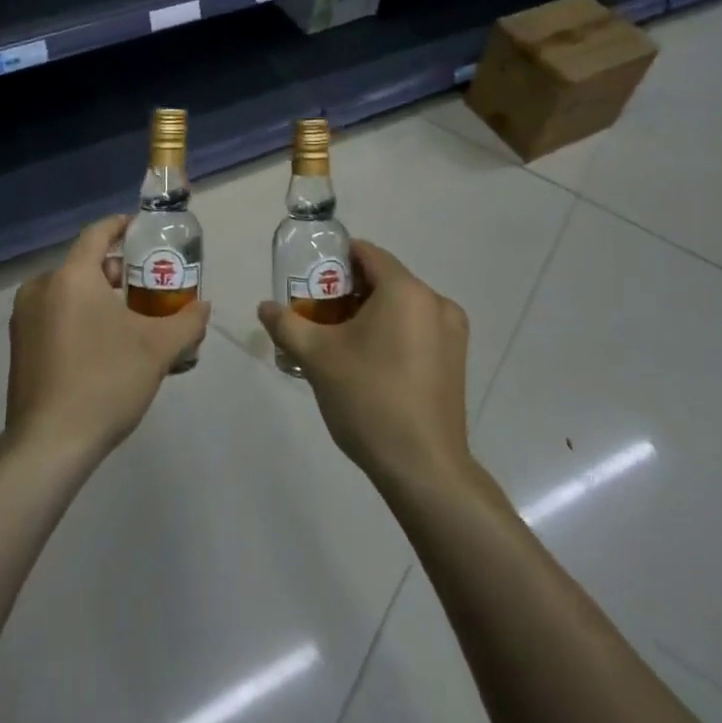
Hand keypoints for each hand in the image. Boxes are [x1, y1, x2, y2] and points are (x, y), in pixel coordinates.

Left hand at [5, 215, 210, 462]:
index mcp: (71, 277)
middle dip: (114, 271)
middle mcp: (41, 288)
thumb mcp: (157, 350)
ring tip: (126, 320)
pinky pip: (53, 316)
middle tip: (144, 285)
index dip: (120, 226)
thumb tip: (203, 307)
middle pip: (83, 265)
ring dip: (95, 297)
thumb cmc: (105, 382)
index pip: (97, 234)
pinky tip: (99, 346)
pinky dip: (76, 318)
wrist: (48, 445)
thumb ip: (186, 322)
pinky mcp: (18, 346)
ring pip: (67, 292)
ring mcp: (24, 318)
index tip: (140, 229)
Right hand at [258, 240, 472, 490]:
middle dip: (349, 291)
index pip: (367, 253)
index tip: (310, 279)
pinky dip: (392, 333)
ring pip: (402, 306)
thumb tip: (265, 307)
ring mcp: (452, 333)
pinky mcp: (457, 361)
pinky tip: (370, 363)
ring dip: (371, 313)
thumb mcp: (317, 357)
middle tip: (318, 313)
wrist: (424, 469)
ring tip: (340, 341)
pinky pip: (418, 329)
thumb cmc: (368, 399)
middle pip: (384, 280)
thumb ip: (287, 324)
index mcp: (405, 290)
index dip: (335, 260)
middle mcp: (435, 302)